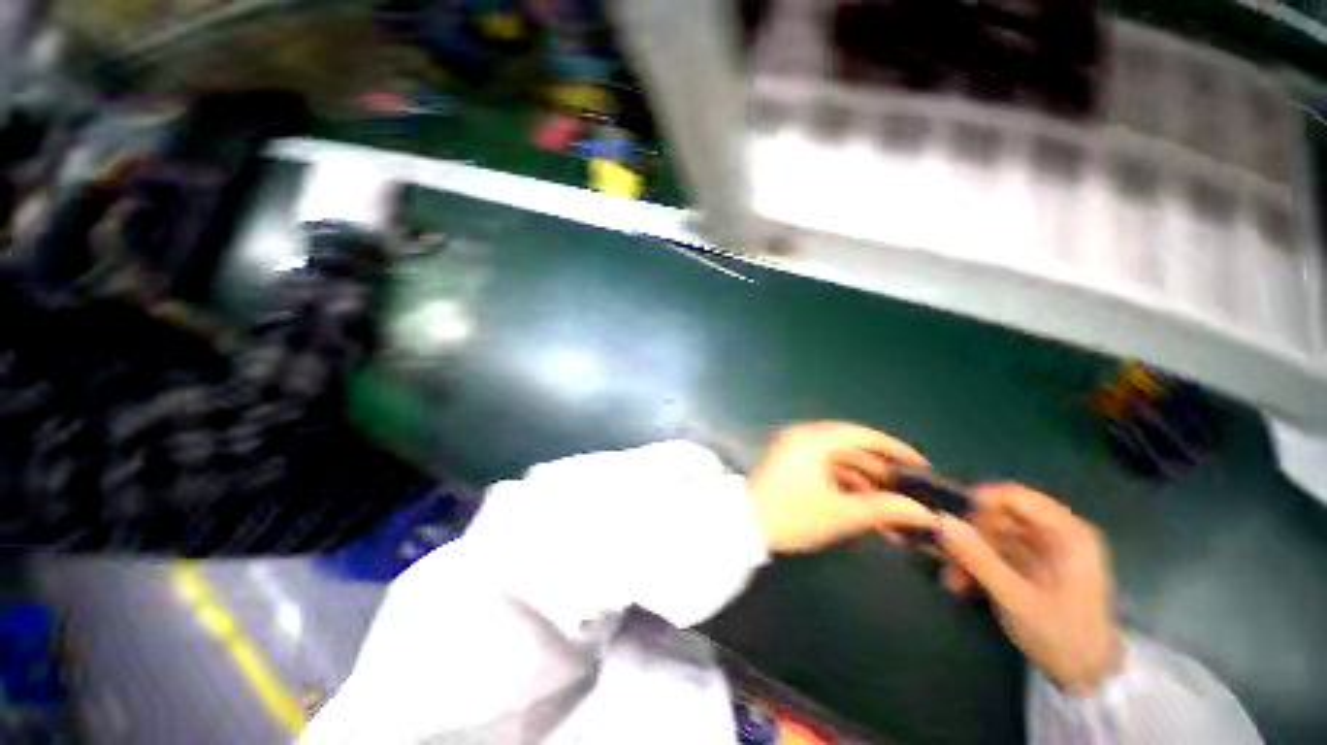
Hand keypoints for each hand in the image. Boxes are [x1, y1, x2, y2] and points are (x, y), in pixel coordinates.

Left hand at [747, 422, 934, 553]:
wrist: (744, 526)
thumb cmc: (792, 515)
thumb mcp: (841, 513)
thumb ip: (885, 509)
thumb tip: (924, 512)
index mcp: (814, 439)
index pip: (863, 435)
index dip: (894, 449)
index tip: (921, 466)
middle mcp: (805, 438)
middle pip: (852, 449)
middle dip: (881, 472)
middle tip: (909, 492)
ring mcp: (795, 452)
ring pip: (839, 462)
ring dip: (864, 483)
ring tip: (892, 507)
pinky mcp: (790, 466)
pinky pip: (825, 470)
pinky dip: (845, 485)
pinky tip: (864, 507)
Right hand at [937, 485, 1121, 693]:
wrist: (1089, 678)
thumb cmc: (1062, 636)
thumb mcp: (1016, 599)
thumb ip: (978, 558)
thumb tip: (939, 520)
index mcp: (1067, 534)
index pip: (1015, 496)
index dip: (977, 502)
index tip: (946, 519)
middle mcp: (1058, 533)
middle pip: (1001, 515)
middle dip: (968, 534)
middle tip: (942, 554)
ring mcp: (1047, 550)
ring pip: (994, 535)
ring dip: (969, 553)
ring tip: (952, 579)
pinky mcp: (1036, 565)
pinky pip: (999, 552)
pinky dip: (979, 564)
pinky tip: (963, 584)